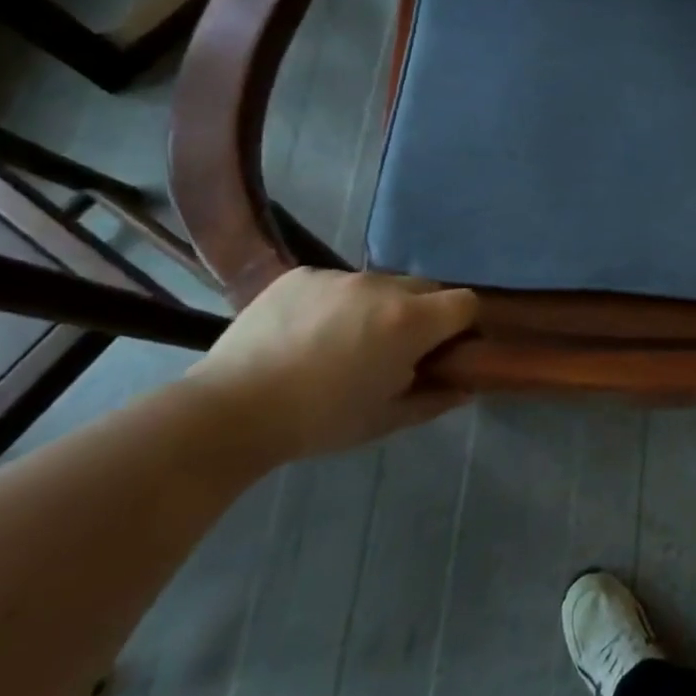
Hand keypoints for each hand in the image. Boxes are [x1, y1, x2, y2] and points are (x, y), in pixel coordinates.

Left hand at [180, 269, 477, 462]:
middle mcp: (382, 286)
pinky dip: (336, 304)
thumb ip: (436, 399)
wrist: (230, 411)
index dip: (464, 325)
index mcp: (410, 321)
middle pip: (427, 288)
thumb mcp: (387, 419)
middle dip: (424, 314)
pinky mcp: (301, 274)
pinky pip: (337, 283)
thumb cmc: (320, 421)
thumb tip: (465, 386)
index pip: (466, 302)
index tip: (448, 349)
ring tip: (345, 344)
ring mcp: (339, 276)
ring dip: (379, 308)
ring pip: (380, 285)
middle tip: (398, 350)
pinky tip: (308, 335)